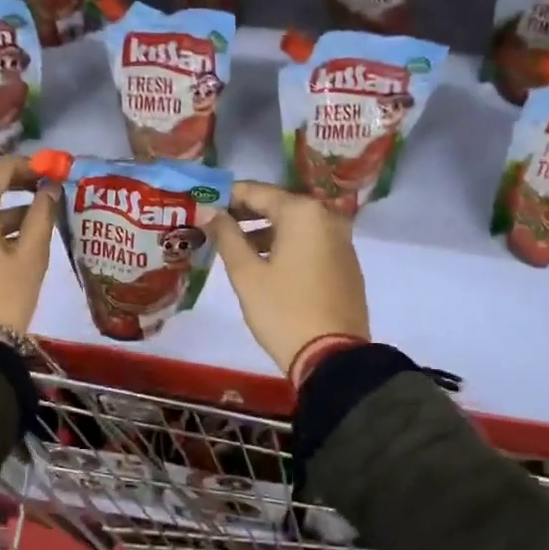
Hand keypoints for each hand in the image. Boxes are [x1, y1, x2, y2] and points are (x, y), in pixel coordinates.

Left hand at [0, 158, 58, 343]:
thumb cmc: (4, 295)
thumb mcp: (31, 254)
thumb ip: (42, 215)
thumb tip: (50, 189)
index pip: (2, 168)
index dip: (30, 167)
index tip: (52, 172)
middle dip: (15, 184)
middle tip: (44, 190)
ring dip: (2, 207)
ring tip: (35, 217)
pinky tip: (11, 238)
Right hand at [207, 181, 369, 375]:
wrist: (334, 358)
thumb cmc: (284, 311)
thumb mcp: (247, 274)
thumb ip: (226, 236)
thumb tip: (211, 212)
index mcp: (303, 213)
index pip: (256, 191)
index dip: (226, 196)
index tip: (202, 204)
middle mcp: (327, 217)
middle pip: (278, 205)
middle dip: (245, 213)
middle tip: (214, 225)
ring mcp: (341, 241)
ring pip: (295, 225)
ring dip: (265, 231)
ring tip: (234, 247)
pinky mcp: (346, 264)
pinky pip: (310, 243)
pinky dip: (286, 245)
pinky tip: (265, 263)